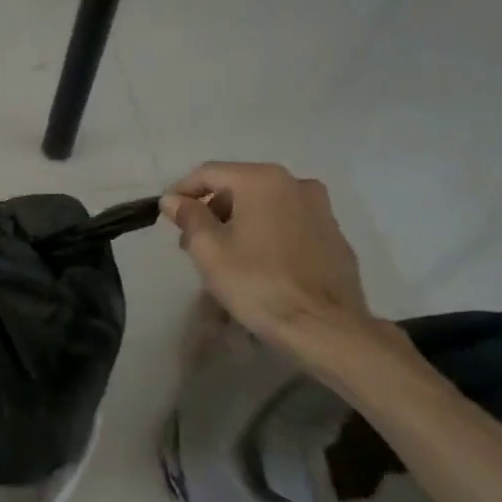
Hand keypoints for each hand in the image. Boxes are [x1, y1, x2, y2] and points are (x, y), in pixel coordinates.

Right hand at [162, 162, 378, 360]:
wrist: (325, 327)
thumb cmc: (258, 283)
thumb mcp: (209, 250)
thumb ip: (189, 217)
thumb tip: (173, 199)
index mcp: (262, 180)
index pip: (209, 173)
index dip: (182, 191)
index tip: (167, 214)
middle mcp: (295, 183)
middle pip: (239, 186)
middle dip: (212, 209)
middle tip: (192, 240)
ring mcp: (321, 209)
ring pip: (266, 204)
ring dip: (240, 221)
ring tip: (224, 254)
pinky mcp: (334, 235)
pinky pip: (289, 223)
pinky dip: (268, 233)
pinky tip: (260, 263)